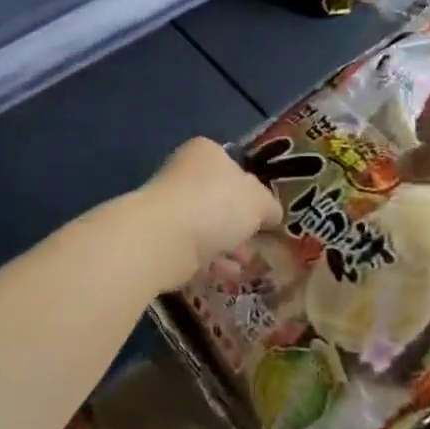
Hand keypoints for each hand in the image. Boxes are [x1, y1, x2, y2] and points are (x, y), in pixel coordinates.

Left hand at [139, 138, 281, 285]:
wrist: (165, 237)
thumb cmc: (217, 205)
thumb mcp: (259, 201)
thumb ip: (269, 205)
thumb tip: (270, 213)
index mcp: (206, 153)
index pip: (233, 166)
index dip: (251, 190)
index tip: (264, 213)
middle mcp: (183, 174)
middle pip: (219, 199)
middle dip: (239, 223)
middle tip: (257, 241)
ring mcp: (168, 207)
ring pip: (205, 226)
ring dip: (227, 245)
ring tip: (246, 263)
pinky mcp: (159, 238)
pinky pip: (192, 249)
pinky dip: (210, 261)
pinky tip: (227, 275)